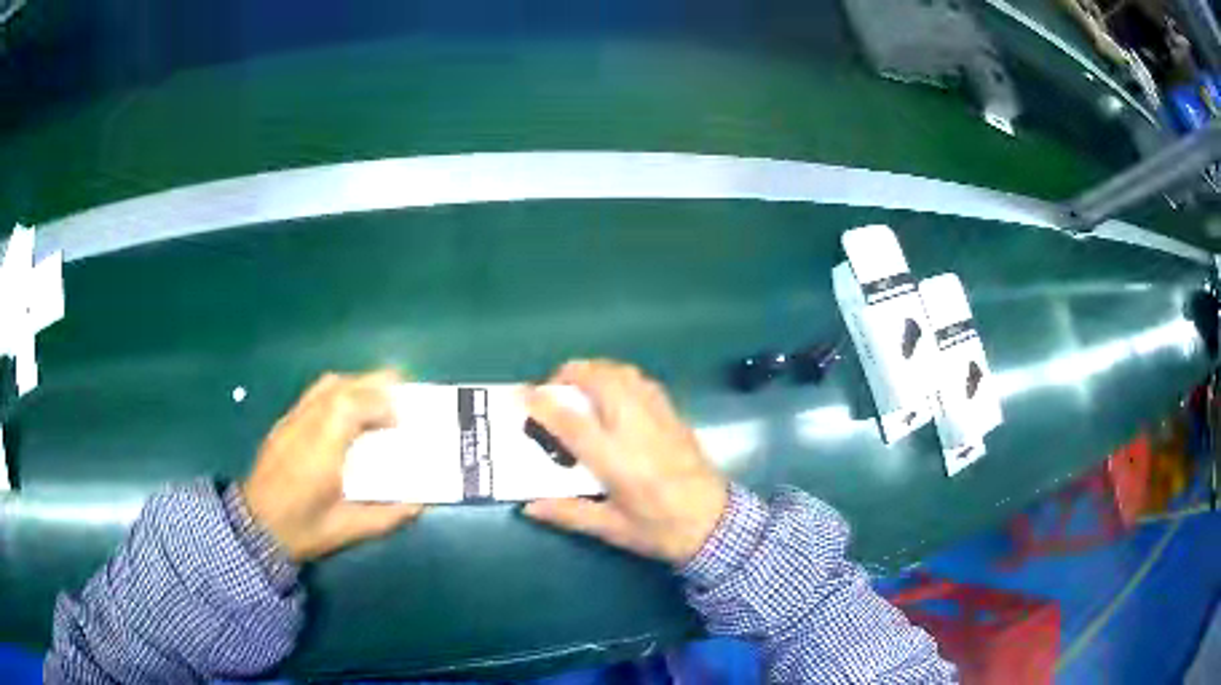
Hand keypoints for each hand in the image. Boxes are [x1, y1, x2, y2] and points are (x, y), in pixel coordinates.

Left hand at [242, 370, 422, 561]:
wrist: (255, 527)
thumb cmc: (303, 530)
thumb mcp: (348, 530)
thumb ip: (386, 516)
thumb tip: (419, 504)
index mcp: (322, 450)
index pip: (351, 405)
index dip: (380, 403)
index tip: (399, 421)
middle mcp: (305, 426)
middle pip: (341, 386)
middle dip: (373, 385)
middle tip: (400, 395)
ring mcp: (291, 421)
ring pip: (326, 385)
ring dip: (356, 385)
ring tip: (376, 400)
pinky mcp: (283, 424)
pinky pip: (314, 394)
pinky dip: (338, 393)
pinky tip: (347, 412)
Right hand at [523, 360, 728, 565]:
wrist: (717, 525)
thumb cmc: (661, 530)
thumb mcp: (613, 529)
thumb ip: (570, 514)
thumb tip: (529, 507)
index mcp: (617, 462)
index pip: (573, 423)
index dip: (543, 404)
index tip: (522, 393)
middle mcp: (637, 431)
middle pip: (601, 381)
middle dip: (571, 373)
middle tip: (552, 386)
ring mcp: (659, 419)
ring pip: (625, 374)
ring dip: (597, 369)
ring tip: (580, 383)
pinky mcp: (675, 416)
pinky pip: (644, 382)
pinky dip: (622, 376)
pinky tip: (614, 390)